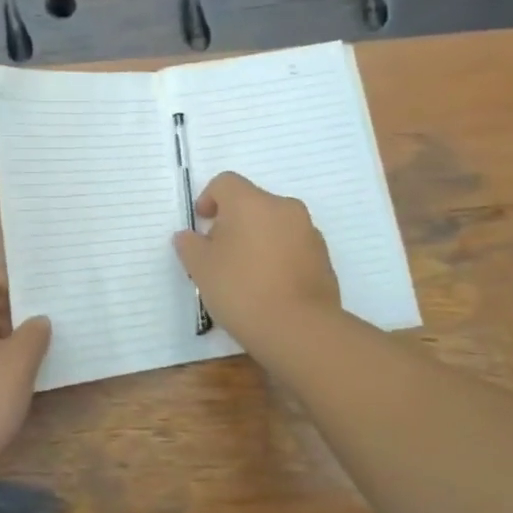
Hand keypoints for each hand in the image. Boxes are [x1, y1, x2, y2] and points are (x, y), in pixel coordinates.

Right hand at [173, 172, 342, 356]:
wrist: (299, 329)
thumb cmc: (241, 289)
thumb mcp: (200, 268)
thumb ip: (189, 245)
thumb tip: (189, 236)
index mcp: (251, 202)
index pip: (225, 183)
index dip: (208, 199)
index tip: (201, 225)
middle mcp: (283, 208)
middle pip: (252, 202)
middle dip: (233, 221)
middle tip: (219, 252)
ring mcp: (308, 232)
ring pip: (274, 224)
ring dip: (257, 238)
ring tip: (244, 272)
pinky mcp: (323, 257)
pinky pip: (292, 245)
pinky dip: (277, 256)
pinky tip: (268, 286)